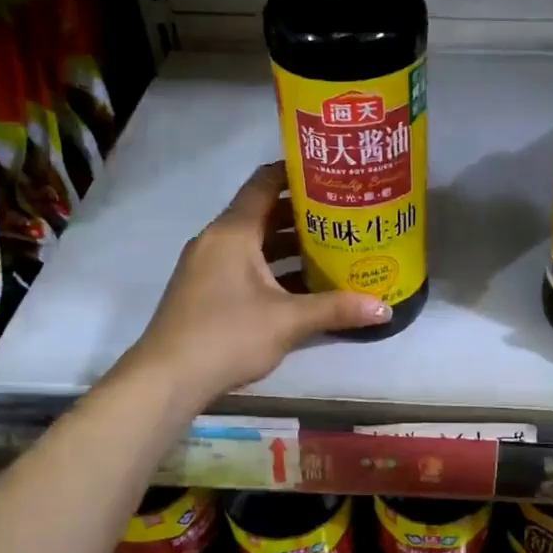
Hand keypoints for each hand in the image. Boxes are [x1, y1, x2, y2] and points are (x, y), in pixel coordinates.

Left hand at [126, 161, 388, 401]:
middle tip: (343, 212)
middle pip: (262, 212)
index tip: (330, 172)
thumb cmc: (228, 336)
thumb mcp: (288, 322)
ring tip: (331, 245)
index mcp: (233, 232)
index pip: (265, 183)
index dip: (296, 172)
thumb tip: (385, 310)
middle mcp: (216, 239)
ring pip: (253, 242)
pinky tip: (302, 283)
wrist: (167, 379)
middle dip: (301, 213)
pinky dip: (270, 266)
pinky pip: (242, 263)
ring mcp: (206, 265)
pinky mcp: (203, 289)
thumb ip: (337, 310)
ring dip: (287, 243)